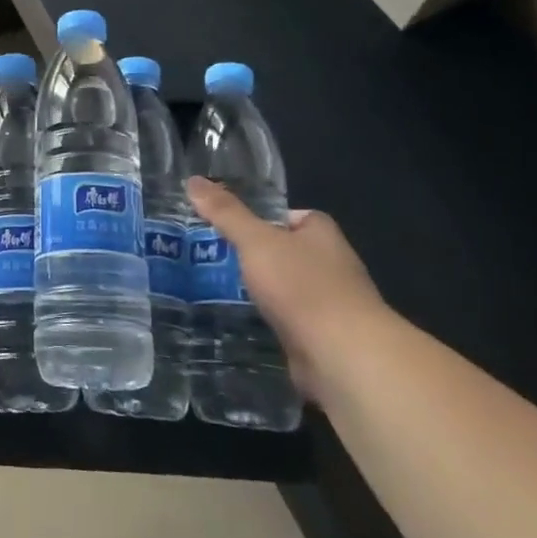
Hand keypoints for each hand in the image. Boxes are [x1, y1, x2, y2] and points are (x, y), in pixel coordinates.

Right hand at [185, 177, 389, 399]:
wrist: (343, 357)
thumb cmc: (303, 286)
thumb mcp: (256, 241)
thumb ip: (226, 213)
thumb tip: (193, 180)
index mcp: (321, 234)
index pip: (287, 216)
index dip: (258, 217)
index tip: (223, 223)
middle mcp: (329, 265)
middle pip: (282, 252)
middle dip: (250, 256)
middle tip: (206, 256)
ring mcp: (326, 305)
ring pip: (281, 290)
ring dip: (254, 292)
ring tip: (209, 288)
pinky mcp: (318, 339)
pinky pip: (283, 322)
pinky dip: (262, 322)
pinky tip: (232, 322)